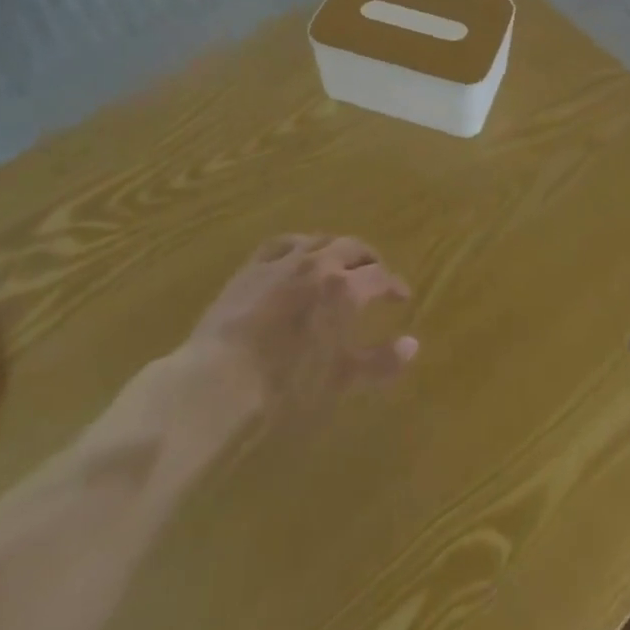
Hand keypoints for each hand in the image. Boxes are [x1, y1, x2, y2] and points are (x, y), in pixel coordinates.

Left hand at [186, 235, 418, 415]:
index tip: (401, 296)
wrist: (216, 384)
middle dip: (368, 259)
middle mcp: (317, 264)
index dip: (394, 285)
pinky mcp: (250, 268)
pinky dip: (297, 246)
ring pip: (318, 240)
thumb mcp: (340, 380)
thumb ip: (380, 362)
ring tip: (338, 263)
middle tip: (375, 274)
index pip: (380, 277)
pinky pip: (280, 244)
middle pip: (352, 247)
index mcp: (344, 289)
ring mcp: (281, 262)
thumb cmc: (285, 389)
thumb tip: (413, 345)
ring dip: (334, 248)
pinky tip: (296, 256)